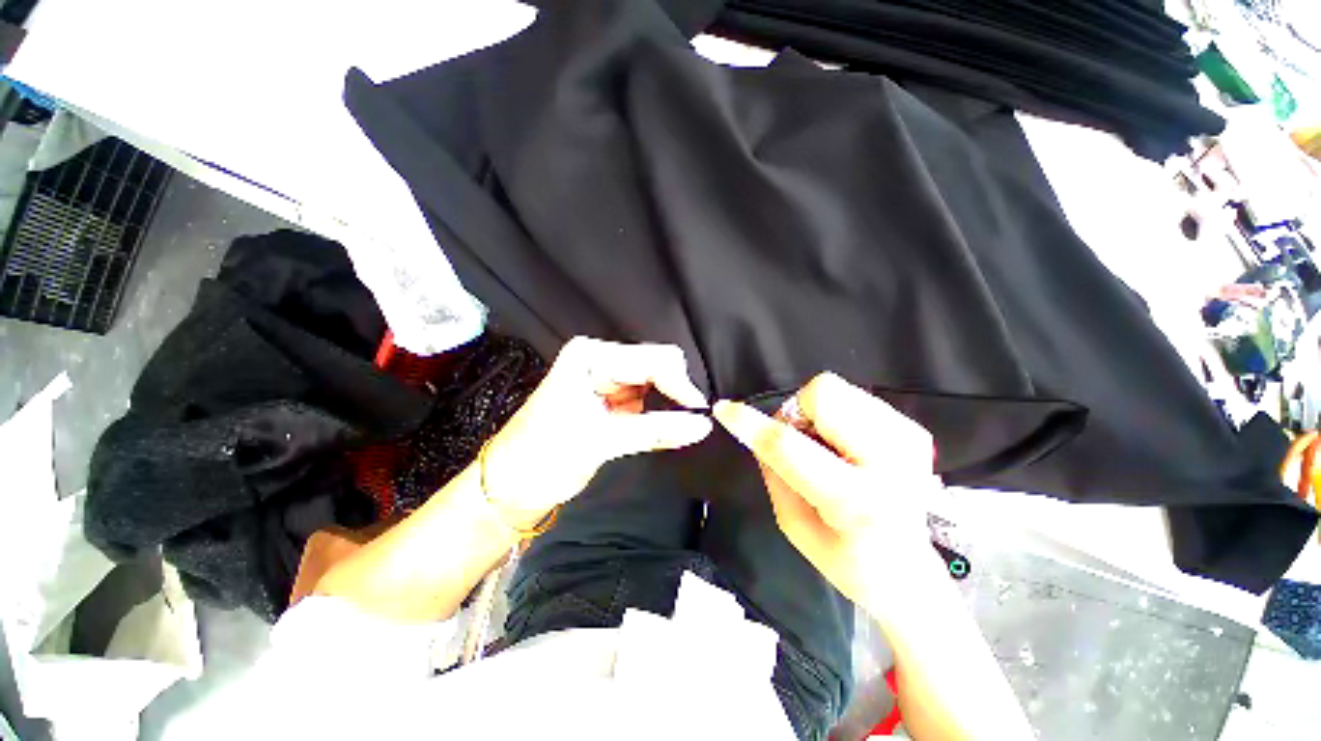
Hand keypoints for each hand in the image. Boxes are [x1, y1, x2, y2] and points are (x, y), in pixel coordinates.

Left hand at [484, 337, 712, 528]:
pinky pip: (647, 401)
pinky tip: (668, 428)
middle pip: (656, 366)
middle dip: (675, 391)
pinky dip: (660, 414)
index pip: (650, 359)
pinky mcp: (612, 402)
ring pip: (656, 384)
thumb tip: (700, 426)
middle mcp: (600, 362)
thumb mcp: (601, 441)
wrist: (512, 485)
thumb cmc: (541, 456)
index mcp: (590, 357)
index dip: (678, 383)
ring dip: (669, 403)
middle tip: (691, 420)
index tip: (698, 410)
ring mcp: (607, 381)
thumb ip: (655, 430)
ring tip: (679, 426)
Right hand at [713, 373, 944, 609]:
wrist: (912, 571)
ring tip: (828, 448)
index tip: (724, 409)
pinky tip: (848, 447)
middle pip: (822, 394)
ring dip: (816, 414)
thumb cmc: (847, 559)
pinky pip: (853, 397)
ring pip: (836, 389)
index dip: (750, 424)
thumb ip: (773, 472)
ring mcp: (906, 440)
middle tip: (801, 443)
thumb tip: (757, 431)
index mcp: (854, 500)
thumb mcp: (794, 525)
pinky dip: (837, 416)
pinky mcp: (913, 429)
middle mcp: (888, 461)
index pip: (787, 446)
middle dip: (796, 413)